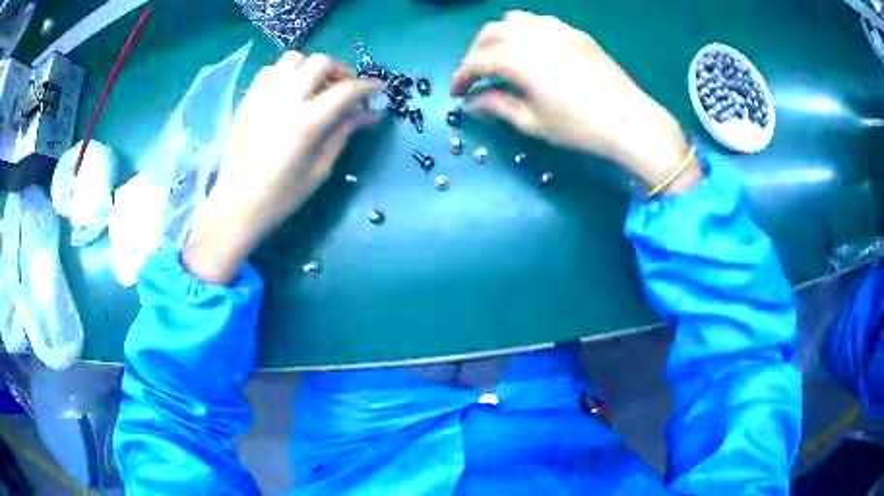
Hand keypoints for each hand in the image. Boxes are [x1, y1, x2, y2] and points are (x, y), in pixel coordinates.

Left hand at [184, 52, 378, 283]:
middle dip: (340, 71)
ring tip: (315, 87)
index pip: (346, 90)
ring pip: (294, 59)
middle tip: (344, 89)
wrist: (236, 205)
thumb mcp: (320, 169)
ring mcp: (262, 97)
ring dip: (311, 68)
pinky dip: (286, 74)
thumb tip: (370, 114)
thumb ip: (343, 133)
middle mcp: (284, 100)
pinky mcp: (248, 100)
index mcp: (306, 123)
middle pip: (320, 62)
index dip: (368, 87)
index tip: (377, 90)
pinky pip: (270, 70)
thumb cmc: (281, 196)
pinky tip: (289, 92)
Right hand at [451, 11, 699, 189]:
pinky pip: (540, 22)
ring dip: (499, 36)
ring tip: (501, 57)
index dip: (461, 77)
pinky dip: (525, 31)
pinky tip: (532, 49)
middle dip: (475, 53)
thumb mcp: (532, 121)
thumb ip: (497, 106)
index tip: (456, 94)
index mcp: (516, 58)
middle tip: (476, 75)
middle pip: (489, 34)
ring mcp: (555, 29)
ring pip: (513, 20)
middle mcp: (531, 35)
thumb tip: (472, 102)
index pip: (476, 62)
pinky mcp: (574, 32)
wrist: (629, 119)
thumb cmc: (578, 126)